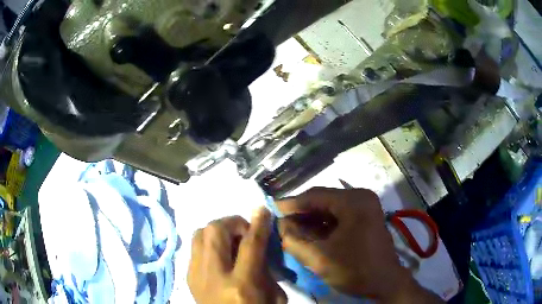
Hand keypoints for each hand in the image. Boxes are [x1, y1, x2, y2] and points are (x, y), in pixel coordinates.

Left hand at [187, 209, 286, 303]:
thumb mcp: (274, 297)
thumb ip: (266, 269)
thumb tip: (258, 244)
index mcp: (242, 285)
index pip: (250, 244)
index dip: (258, 223)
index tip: (262, 210)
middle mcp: (214, 276)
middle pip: (216, 231)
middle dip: (233, 223)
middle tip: (245, 232)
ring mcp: (196, 275)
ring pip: (200, 234)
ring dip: (218, 231)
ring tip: (230, 241)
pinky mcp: (187, 276)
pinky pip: (194, 247)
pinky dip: (208, 243)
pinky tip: (218, 254)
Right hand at [277, 187, 441, 302]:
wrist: (385, 282)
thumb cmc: (355, 269)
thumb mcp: (319, 258)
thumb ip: (294, 240)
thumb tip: (281, 224)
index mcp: (354, 201)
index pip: (315, 195)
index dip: (291, 203)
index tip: (272, 209)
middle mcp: (361, 197)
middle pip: (323, 200)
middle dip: (301, 212)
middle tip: (282, 221)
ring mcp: (366, 206)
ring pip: (331, 208)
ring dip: (312, 218)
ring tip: (293, 229)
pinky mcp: (366, 216)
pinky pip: (339, 215)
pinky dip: (324, 224)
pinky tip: (311, 233)